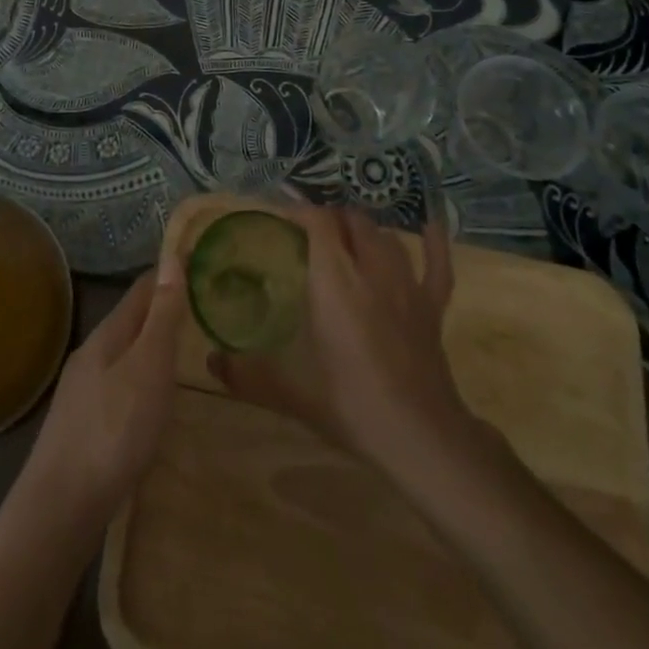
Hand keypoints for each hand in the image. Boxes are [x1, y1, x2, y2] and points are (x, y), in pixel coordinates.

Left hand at [20, 252, 185, 527]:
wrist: (61, 507)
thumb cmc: (114, 429)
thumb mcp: (148, 367)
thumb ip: (161, 316)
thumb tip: (171, 257)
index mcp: (108, 334)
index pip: (142, 289)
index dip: (170, 274)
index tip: (200, 266)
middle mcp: (92, 354)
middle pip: (131, 320)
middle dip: (163, 311)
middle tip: (202, 310)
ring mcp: (83, 391)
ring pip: (124, 355)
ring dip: (151, 347)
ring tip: (184, 352)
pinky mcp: (82, 425)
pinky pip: (119, 386)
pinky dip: (141, 379)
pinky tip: (152, 400)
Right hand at [209, 207, 486, 478]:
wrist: (421, 437)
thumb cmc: (351, 405)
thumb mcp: (291, 391)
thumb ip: (247, 374)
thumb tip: (211, 361)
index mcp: (334, 278)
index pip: (316, 221)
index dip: (297, 211)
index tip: (278, 217)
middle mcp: (370, 267)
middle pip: (351, 221)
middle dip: (328, 218)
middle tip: (307, 234)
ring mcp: (406, 283)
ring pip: (385, 236)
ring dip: (364, 231)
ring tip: (347, 238)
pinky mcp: (432, 305)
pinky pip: (436, 263)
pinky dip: (433, 242)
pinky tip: (430, 225)